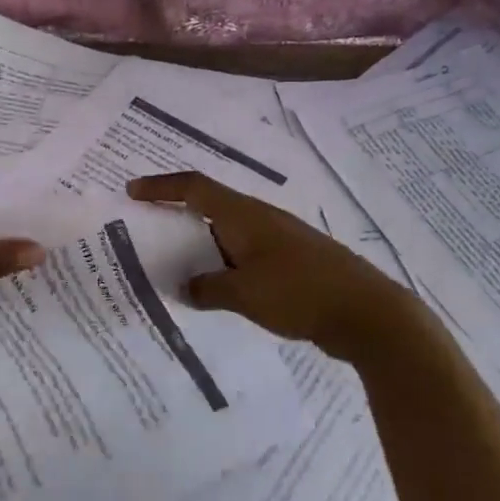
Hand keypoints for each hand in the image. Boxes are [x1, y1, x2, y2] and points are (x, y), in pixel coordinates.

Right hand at [126, 171, 425, 363]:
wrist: (367, 313)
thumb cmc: (300, 292)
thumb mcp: (245, 293)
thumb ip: (208, 289)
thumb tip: (186, 287)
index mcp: (245, 216)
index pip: (195, 188)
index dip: (162, 187)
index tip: (132, 191)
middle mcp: (260, 221)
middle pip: (209, 209)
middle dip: (177, 218)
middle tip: (146, 234)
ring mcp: (278, 242)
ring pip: (227, 236)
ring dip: (200, 248)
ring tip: (173, 267)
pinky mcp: (290, 265)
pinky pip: (244, 258)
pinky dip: (222, 268)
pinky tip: (214, 292)